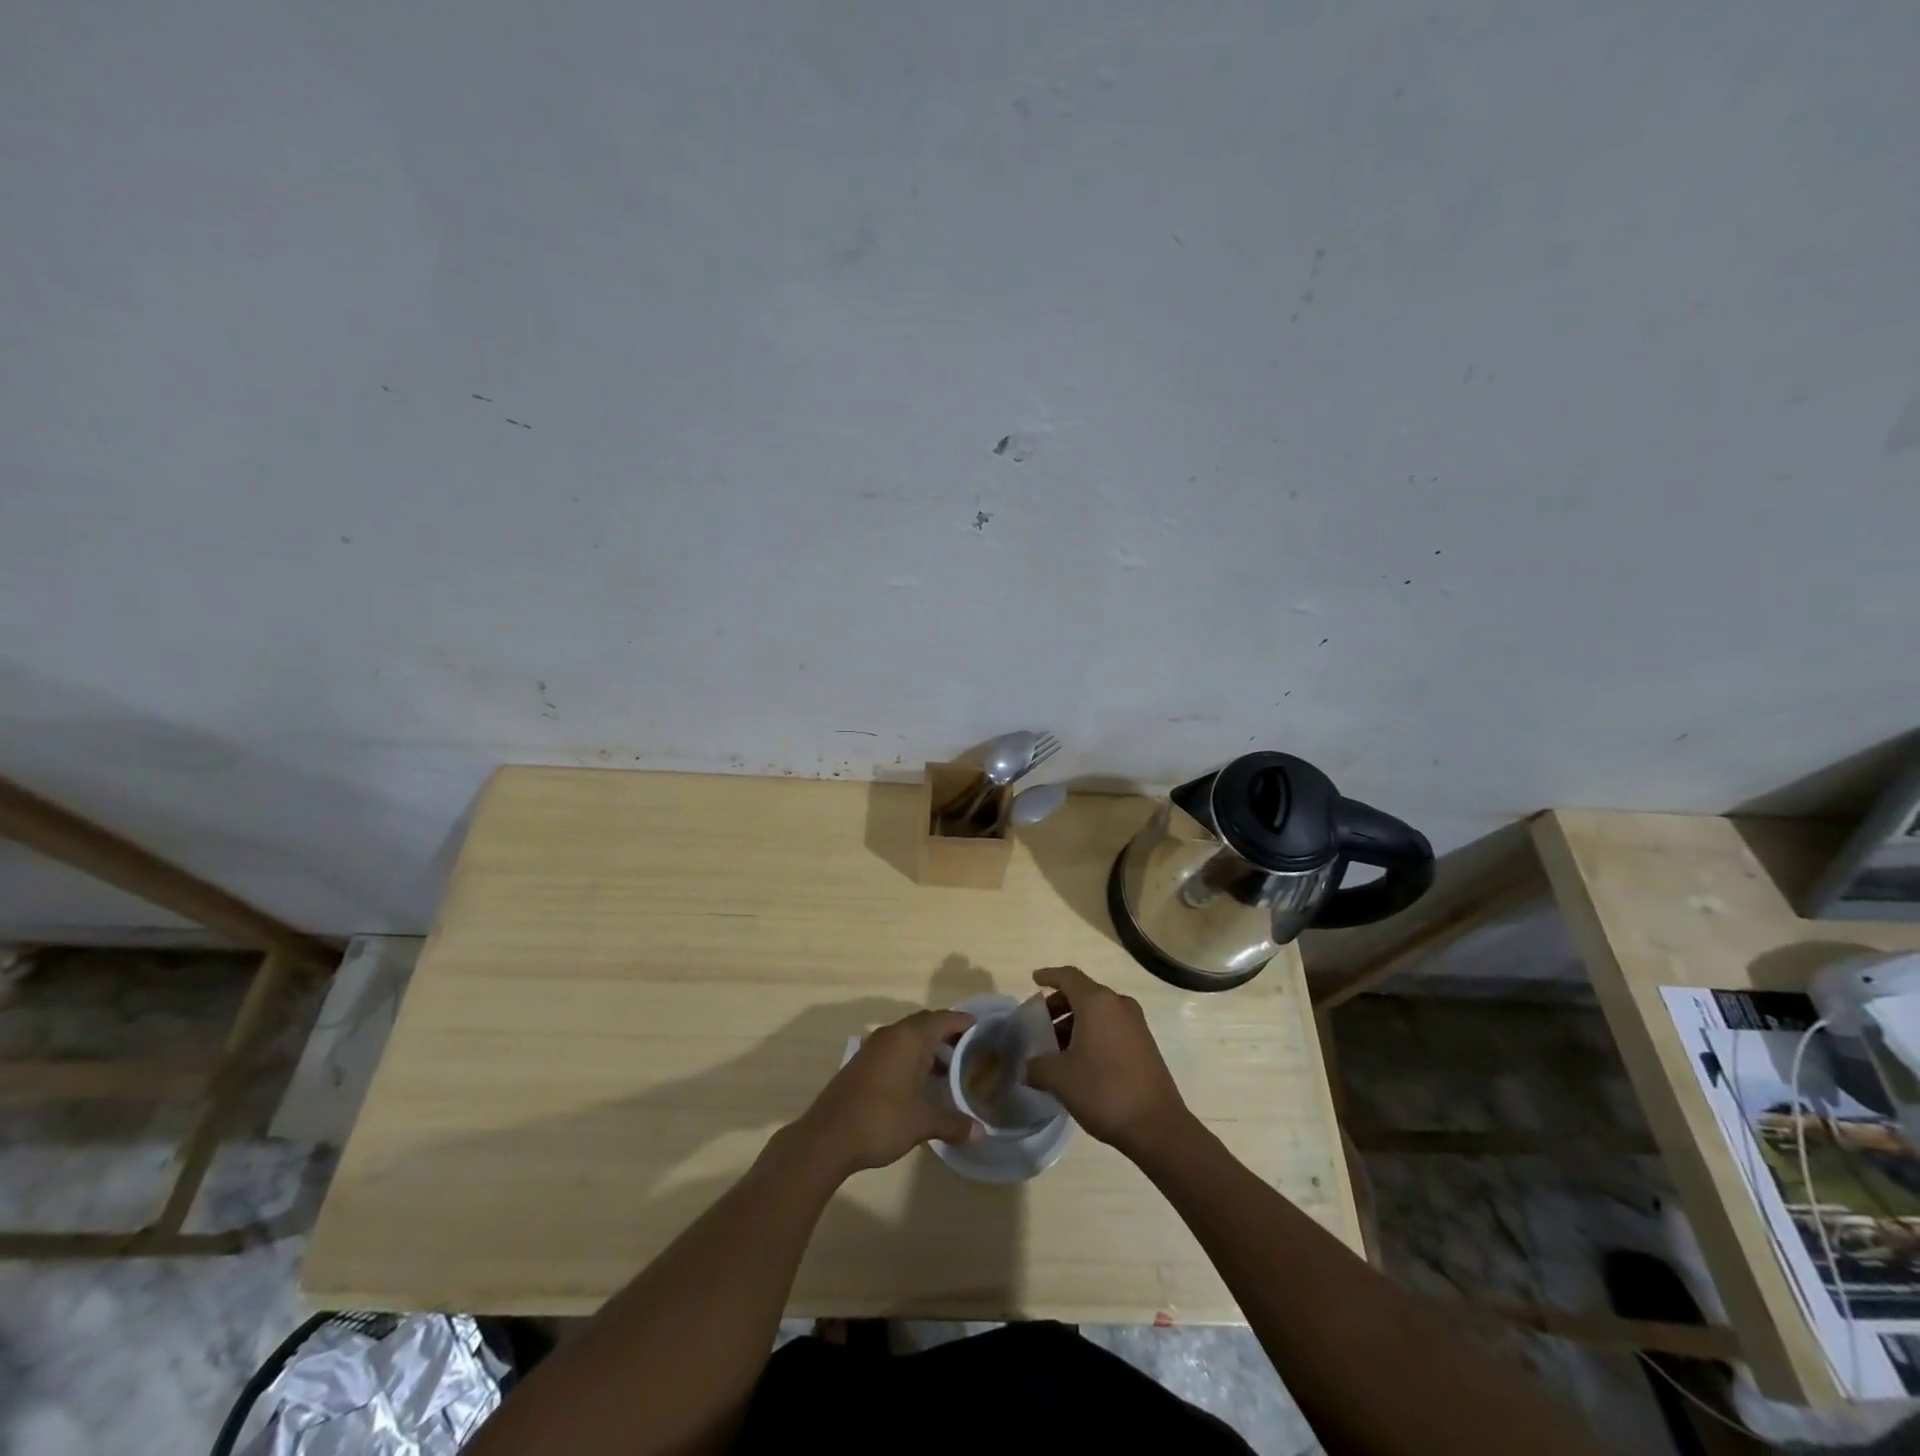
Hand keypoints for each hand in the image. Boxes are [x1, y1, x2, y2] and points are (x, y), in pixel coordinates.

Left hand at [795, 1009, 977, 1176]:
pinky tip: (918, 1082)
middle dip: (947, 1033)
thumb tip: (980, 1132)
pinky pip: (893, 1048)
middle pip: (925, 1023)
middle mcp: (892, 1034)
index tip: (981, 1030)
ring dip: (927, 1046)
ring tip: (947, 1069)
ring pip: (907, 1036)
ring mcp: (873, 1047)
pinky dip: (910, 1057)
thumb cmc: (881, 1120)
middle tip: (968, 1049)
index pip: (944, 1019)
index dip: (963, 1022)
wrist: (828, 1136)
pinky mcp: (861, 1062)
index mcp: (910, 1038)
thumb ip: (953, 1123)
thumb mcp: (922, 1123)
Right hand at [1022, 966, 1191, 1157]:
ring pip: (1098, 1012)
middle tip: (1041, 1024)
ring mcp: (1136, 1024)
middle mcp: (1118, 1004)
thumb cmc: (1104, 1090)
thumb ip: (1037, 1066)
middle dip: (1059, 1005)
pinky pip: (1112, 1026)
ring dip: (1075, 1023)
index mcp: (1097, 1002)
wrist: (1157, 1126)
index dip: (1049, 976)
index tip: (1034, 980)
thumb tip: (1026, 1067)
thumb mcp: (1060, 1078)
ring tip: (1057, 1047)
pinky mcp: (1145, 1044)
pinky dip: (1093, 1033)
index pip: (1068, 977)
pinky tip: (1080, 1060)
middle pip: (1083, 993)